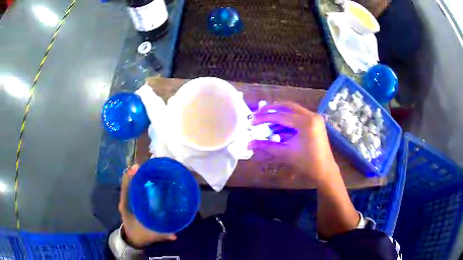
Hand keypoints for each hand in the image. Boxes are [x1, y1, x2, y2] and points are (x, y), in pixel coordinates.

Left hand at [118, 165, 176, 247]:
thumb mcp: (150, 236)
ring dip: (137, 177)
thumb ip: (162, 235)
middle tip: (148, 167)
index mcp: (126, 207)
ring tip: (149, 169)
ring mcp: (128, 201)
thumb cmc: (139, 235)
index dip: (129, 178)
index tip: (137, 168)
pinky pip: (134, 190)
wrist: (132, 240)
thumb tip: (175, 234)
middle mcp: (125, 202)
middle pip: (128, 184)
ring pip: (130, 186)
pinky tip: (149, 180)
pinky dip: (139, 183)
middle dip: (136, 174)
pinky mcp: (132, 203)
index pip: (125, 189)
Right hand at [249, 101, 339, 182]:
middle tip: (259, 112)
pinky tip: (279, 124)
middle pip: (288, 106)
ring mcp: (315, 118)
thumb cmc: (307, 163)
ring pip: (294, 109)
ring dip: (280, 112)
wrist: (325, 170)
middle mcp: (311, 115)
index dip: (265, 118)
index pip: (281, 116)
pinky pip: (299, 115)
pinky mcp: (316, 122)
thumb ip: (268, 146)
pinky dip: (288, 117)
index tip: (252, 121)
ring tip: (267, 118)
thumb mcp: (286, 154)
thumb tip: (250, 144)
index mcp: (306, 122)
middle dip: (272, 108)